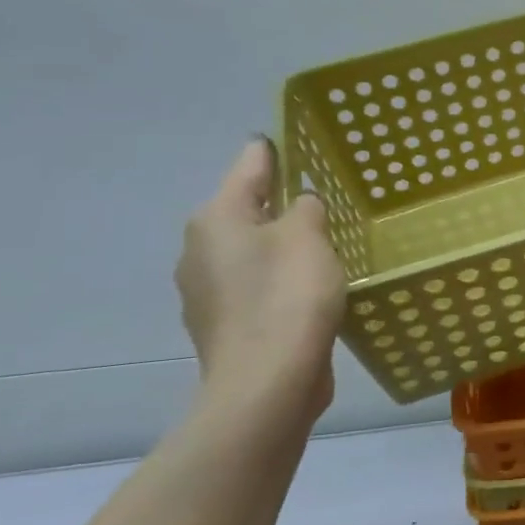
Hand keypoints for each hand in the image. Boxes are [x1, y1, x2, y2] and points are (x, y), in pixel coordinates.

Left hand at [176, 138, 347, 427]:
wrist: (268, 384)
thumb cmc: (288, 296)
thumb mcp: (309, 236)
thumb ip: (306, 207)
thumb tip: (299, 205)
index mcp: (216, 218)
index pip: (250, 165)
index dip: (275, 151)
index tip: (297, 141)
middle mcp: (200, 250)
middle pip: (246, 211)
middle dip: (280, 205)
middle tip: (324, 202)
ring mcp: (207, 293)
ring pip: (251, 252)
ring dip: (280, 247)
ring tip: (323, 248)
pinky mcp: (224, 327)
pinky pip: (255, 288)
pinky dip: (278, 283)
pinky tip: (308, 293)